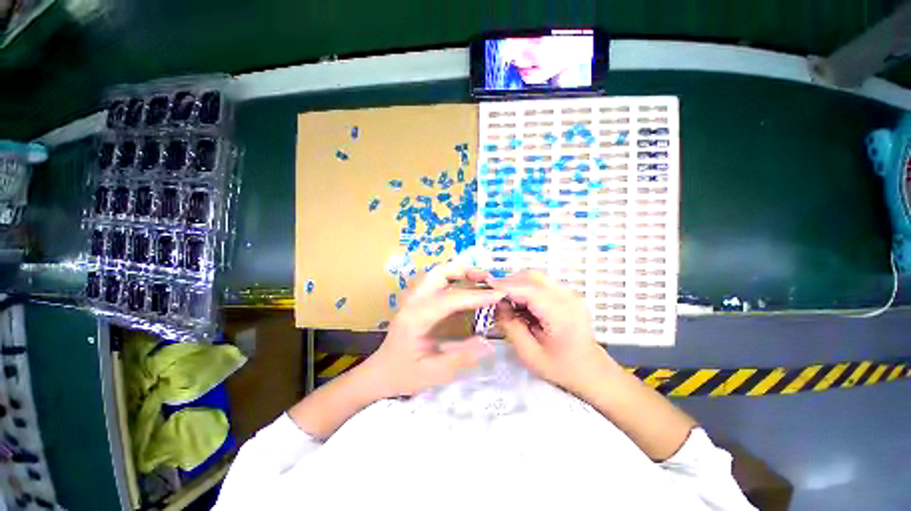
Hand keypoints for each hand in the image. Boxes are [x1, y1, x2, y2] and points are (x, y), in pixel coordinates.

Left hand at [360, 262, 502, 397]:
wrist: (379, 372)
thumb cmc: (403, 375)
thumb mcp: (433, 374)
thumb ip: (461, 358)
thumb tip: (488, 344)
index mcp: (416, 318)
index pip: (450, 299)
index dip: (476, 296)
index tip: (499, 294)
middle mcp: (413, 302)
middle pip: (439, 273)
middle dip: (465, 271)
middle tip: (486, 279)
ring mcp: (413, 298)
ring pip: (437, 273)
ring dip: (459, 272)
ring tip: (480, 280)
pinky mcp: (417, 300)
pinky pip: (436, 282)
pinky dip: (454, 279)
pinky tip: (466, 288)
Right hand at [492, 271, 611, 392]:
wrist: (592, 371)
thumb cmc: (562, 368)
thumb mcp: (529, 354)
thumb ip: (510, 327)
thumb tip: (498, 305)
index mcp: (561, 315)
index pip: (528, 290)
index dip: (505, 286)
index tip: (487, 286)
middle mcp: (568, 298)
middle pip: (533, 277)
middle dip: (510, 282)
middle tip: (494, 294)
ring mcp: (570, 294)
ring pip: (536, 277)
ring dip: (518, 284)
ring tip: (506, 300)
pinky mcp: (568, 294)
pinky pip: (542, 283)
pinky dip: (527, 288)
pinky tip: (521, 302)